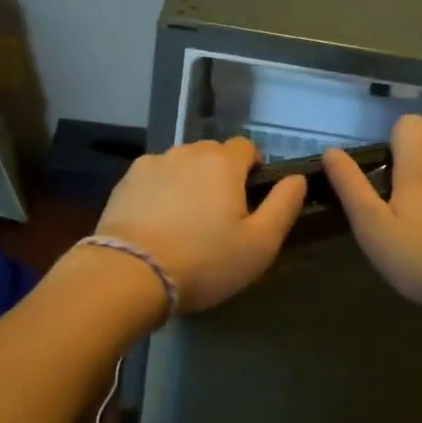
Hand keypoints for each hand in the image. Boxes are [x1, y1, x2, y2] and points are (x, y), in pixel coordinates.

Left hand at [94, 137, 306, 312]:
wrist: (129, 275)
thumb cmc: (204, 261)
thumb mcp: (260, 244)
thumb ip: (284, 205)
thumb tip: (296, 178)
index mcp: (222, 162)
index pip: (247, 147)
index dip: (253, 169)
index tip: (250, 201)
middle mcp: (187, 152)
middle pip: (212, 154)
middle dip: (221, 176)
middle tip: (220, 217)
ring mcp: (152, 164)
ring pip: (181, 165)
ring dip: (189, 182)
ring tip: (186, 222)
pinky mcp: (125, 182)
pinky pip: (154, 179)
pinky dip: (161, 193)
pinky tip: (158, 223)